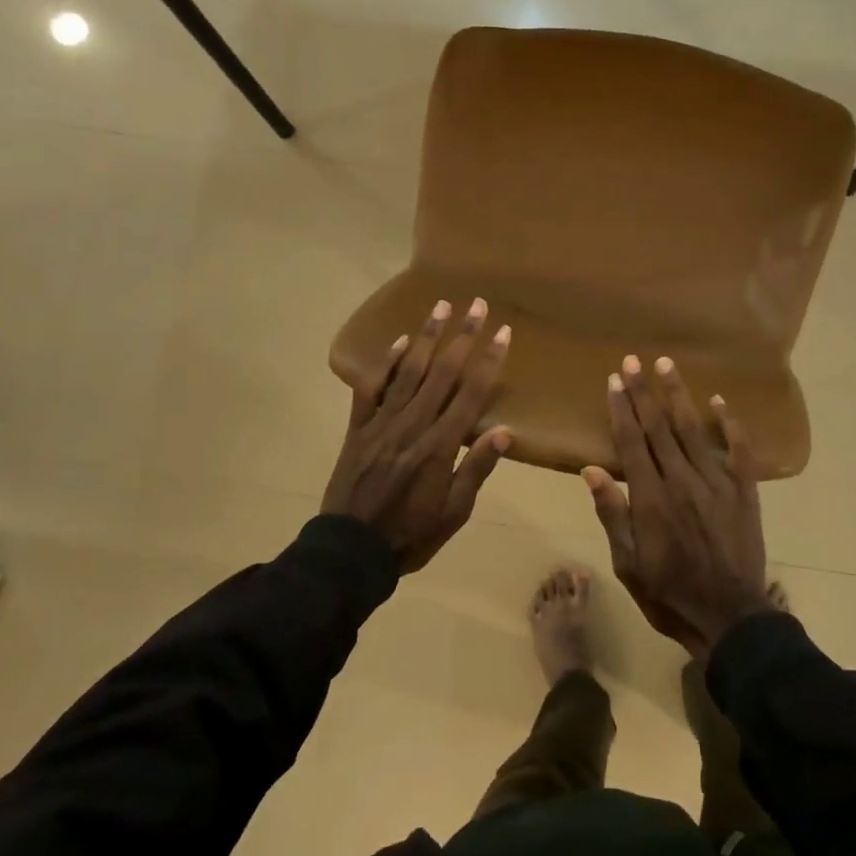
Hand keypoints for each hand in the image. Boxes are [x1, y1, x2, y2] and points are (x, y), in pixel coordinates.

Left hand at [323, 298, 512, 572]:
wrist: (350, 550)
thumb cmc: (411, 534)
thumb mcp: (454, 512)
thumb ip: (476, 469)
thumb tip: (504, 431)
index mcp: (440, 446)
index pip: (471, 394)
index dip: (488, 361)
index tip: (502, 332)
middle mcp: (413, 425)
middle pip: (442, 372)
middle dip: (462, 336)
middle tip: (477, 305)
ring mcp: (382, 423)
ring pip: (408, 371)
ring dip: (426, 336)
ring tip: (441, 306)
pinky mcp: (359, 427)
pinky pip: (371, 388)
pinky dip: (385, 363)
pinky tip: (399, 341)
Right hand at [581, 356, 776, 660]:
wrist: (729, 618)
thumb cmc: (669, 593)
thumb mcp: (628, 563)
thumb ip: (613, 514)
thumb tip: (592, 469)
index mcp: (651, 498)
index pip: (632, 442)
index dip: (622, 409)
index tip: (614, 380)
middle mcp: (682, 480)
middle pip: (660, 427)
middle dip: (644, 392)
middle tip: (633, 361)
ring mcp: (717, 483)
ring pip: (694, 430)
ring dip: (678, 395)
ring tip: (667, 365)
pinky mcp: (744, 492)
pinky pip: (739, 451)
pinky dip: (730, 424)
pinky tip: (720, 400)